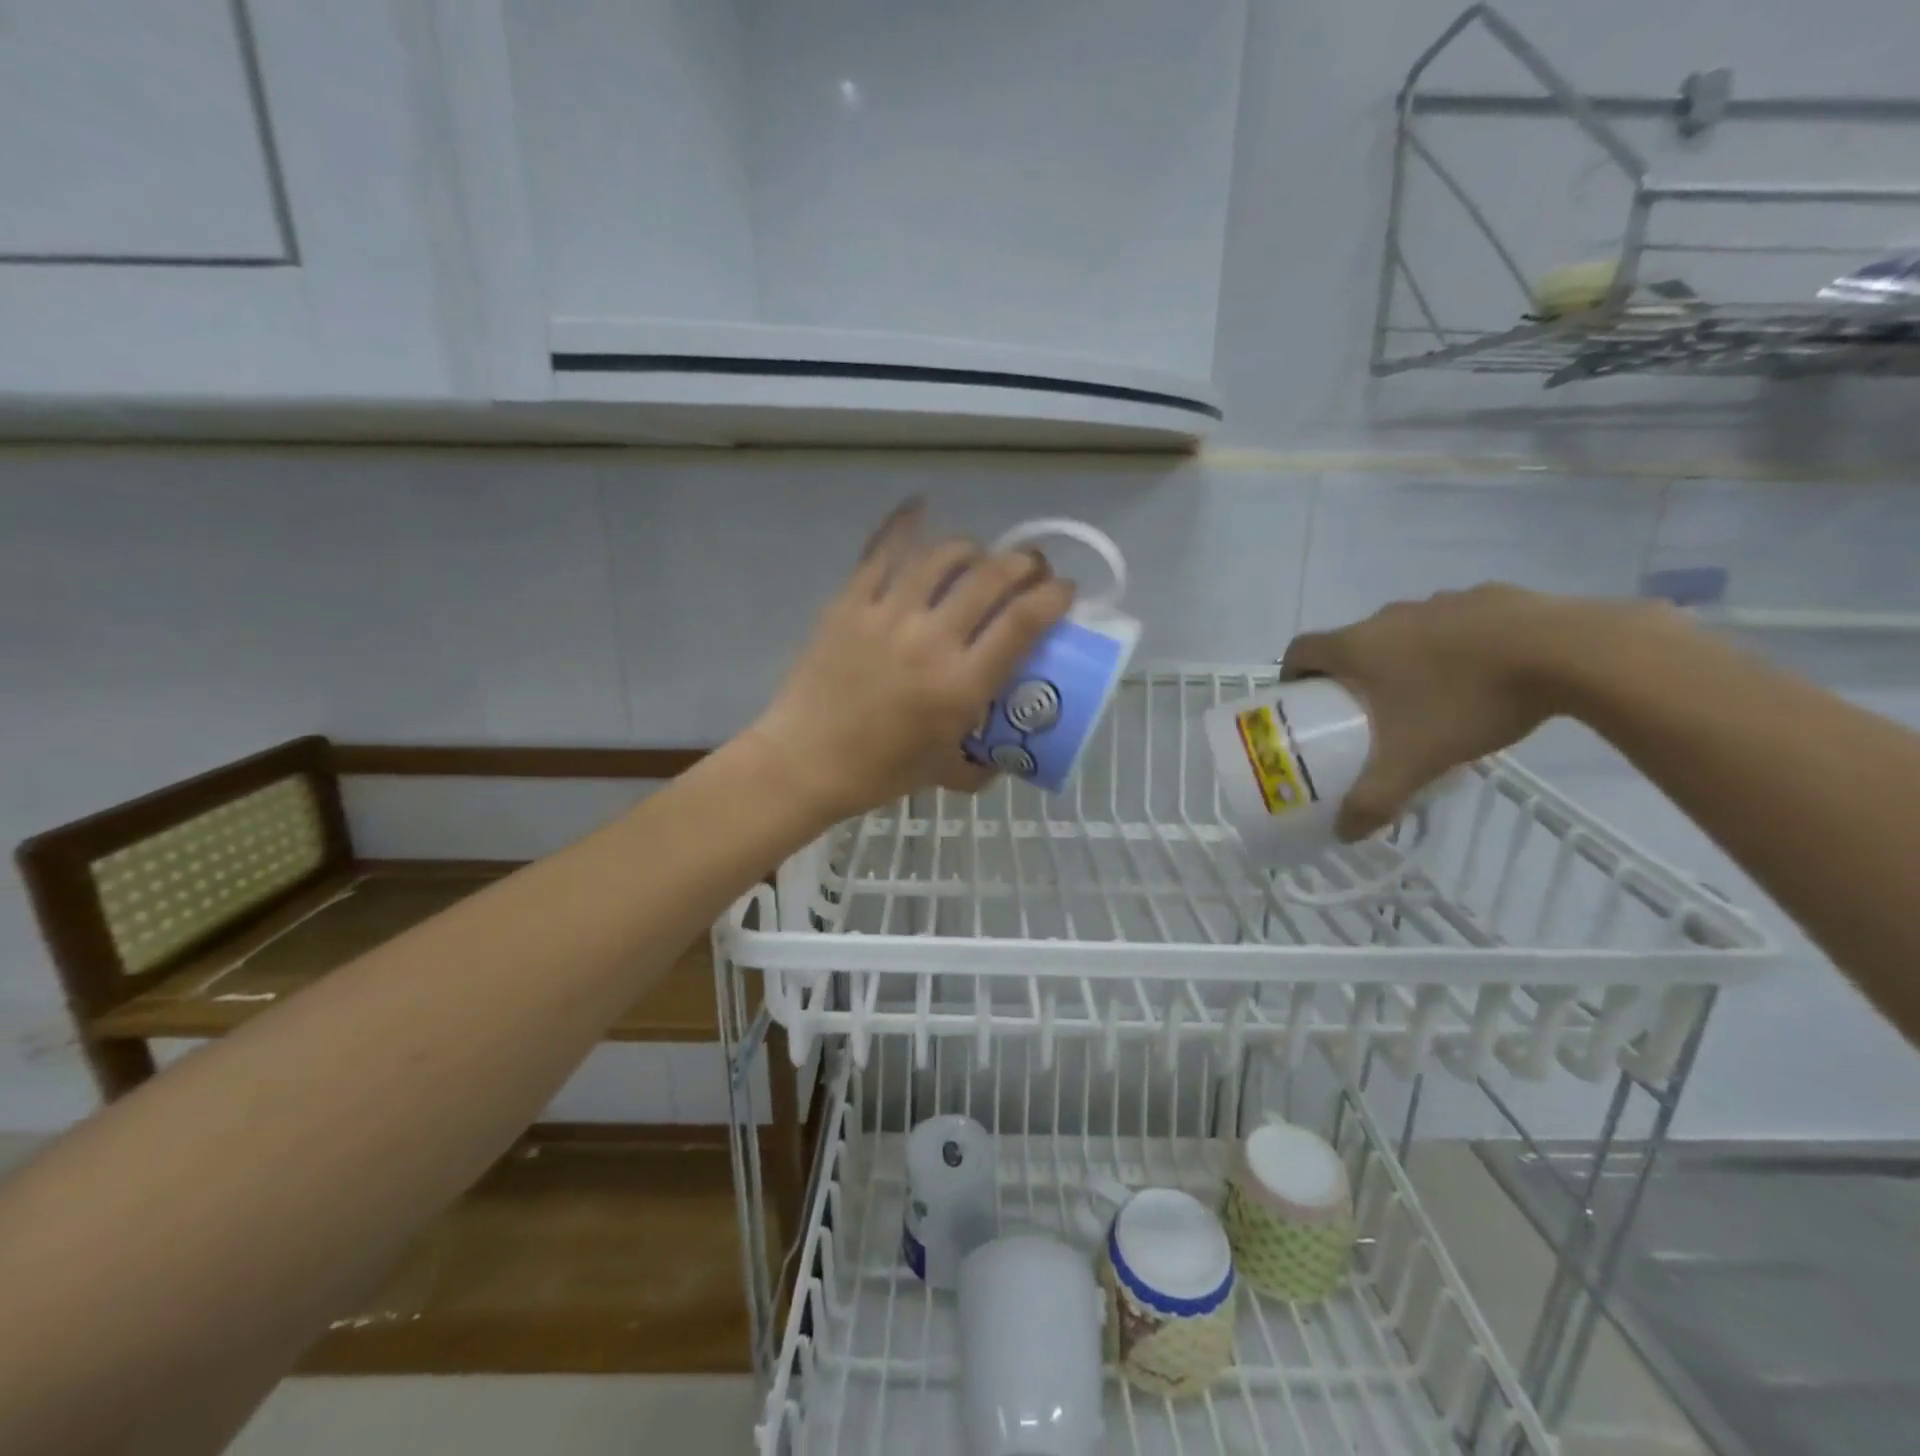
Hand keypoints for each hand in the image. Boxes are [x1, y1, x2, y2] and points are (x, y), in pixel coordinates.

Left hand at [747, 502, 1075, 822]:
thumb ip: (982, 762)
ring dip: (974, 547)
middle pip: (991, 576)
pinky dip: (905, 523)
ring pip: (943, 555)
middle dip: (1025, 563)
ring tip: (980, 556)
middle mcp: (931, 640)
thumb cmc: (878, 773)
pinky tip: (921, 506)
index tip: (1065, 591)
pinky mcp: (850, 603)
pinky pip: (881, 551)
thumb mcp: (945, 772)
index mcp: (962, 685)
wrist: (804, 763)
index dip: (1054, 595)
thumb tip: (1005, 752)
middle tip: (1030, 569)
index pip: (1024, 620)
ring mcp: (887, 615)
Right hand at [1281, 585, 1637, 839]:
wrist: (1567, 652)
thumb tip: (1343, 834)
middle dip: (1352, 674)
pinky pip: (1455, 623)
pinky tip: (1482, 675)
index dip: (1292, 674)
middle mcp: (1389, 616)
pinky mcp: (1490, 596)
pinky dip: (1455, 646)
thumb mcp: (1413, 763)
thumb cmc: (1465, 701)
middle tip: (1365, 711)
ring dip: (1404, 658)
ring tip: (1428, 696)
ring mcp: (1441, 601)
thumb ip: (1372, 800)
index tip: (1302, 700)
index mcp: (1357, 646)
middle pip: (1352, 642)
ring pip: (1405, 632)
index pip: (1300, 650)